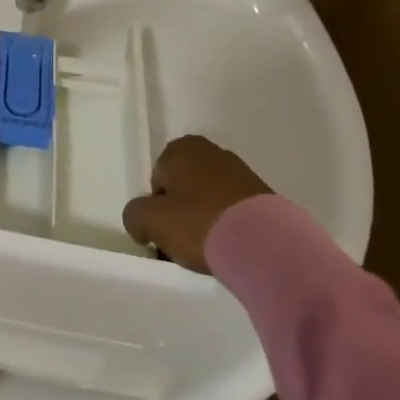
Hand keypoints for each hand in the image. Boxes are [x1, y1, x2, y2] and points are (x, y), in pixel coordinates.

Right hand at [122, 134, 273, 272]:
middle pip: (183, 189)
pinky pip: (233, 211)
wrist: (265, 244)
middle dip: (180, 213)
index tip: (164, 232)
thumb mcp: (150, 220)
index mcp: (182, 148)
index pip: (157, 179)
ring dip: (204, 221)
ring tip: (209, 251)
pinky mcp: (263, 196)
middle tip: (182, 243)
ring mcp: (241, 173)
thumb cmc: (199, 222)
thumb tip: (140, 223)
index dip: (157, 208)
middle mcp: (211, 152)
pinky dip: (227, 227)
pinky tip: (230, 249)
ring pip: (208, 200)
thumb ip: (134, 216)